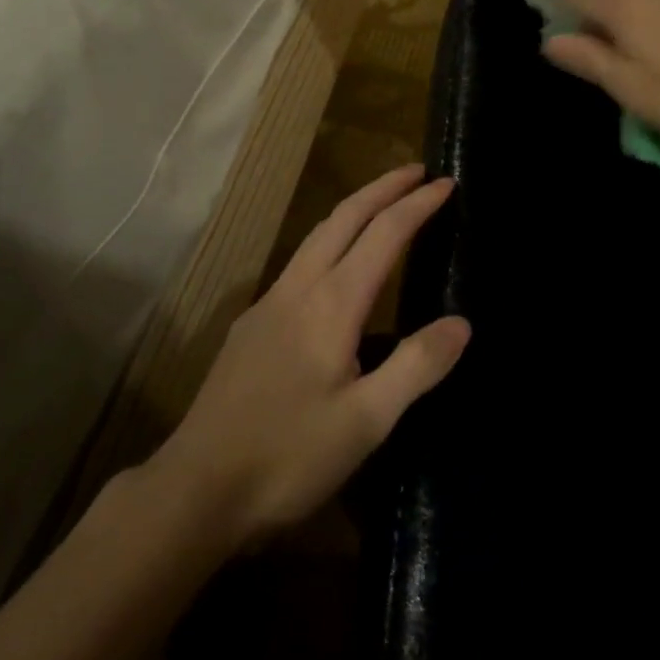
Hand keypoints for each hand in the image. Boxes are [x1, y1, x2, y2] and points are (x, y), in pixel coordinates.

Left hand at [148, 165, 468, 549]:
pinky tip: (336, 270)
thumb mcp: (367, 421)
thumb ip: (416, 366)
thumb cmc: (288, 456)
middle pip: (343, 218)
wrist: (197, 487)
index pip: (383, 235)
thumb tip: (462, 323)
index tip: (446, 184)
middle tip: (416, 171)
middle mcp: (298, 290)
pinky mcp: (251, 326)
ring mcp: (268, 305)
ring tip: (382, 206)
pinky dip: (330, 242)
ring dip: (353, 210)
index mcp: (332, 305)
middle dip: (382, 188)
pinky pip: (300, 264)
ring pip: (316, 237)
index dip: (417, 205)